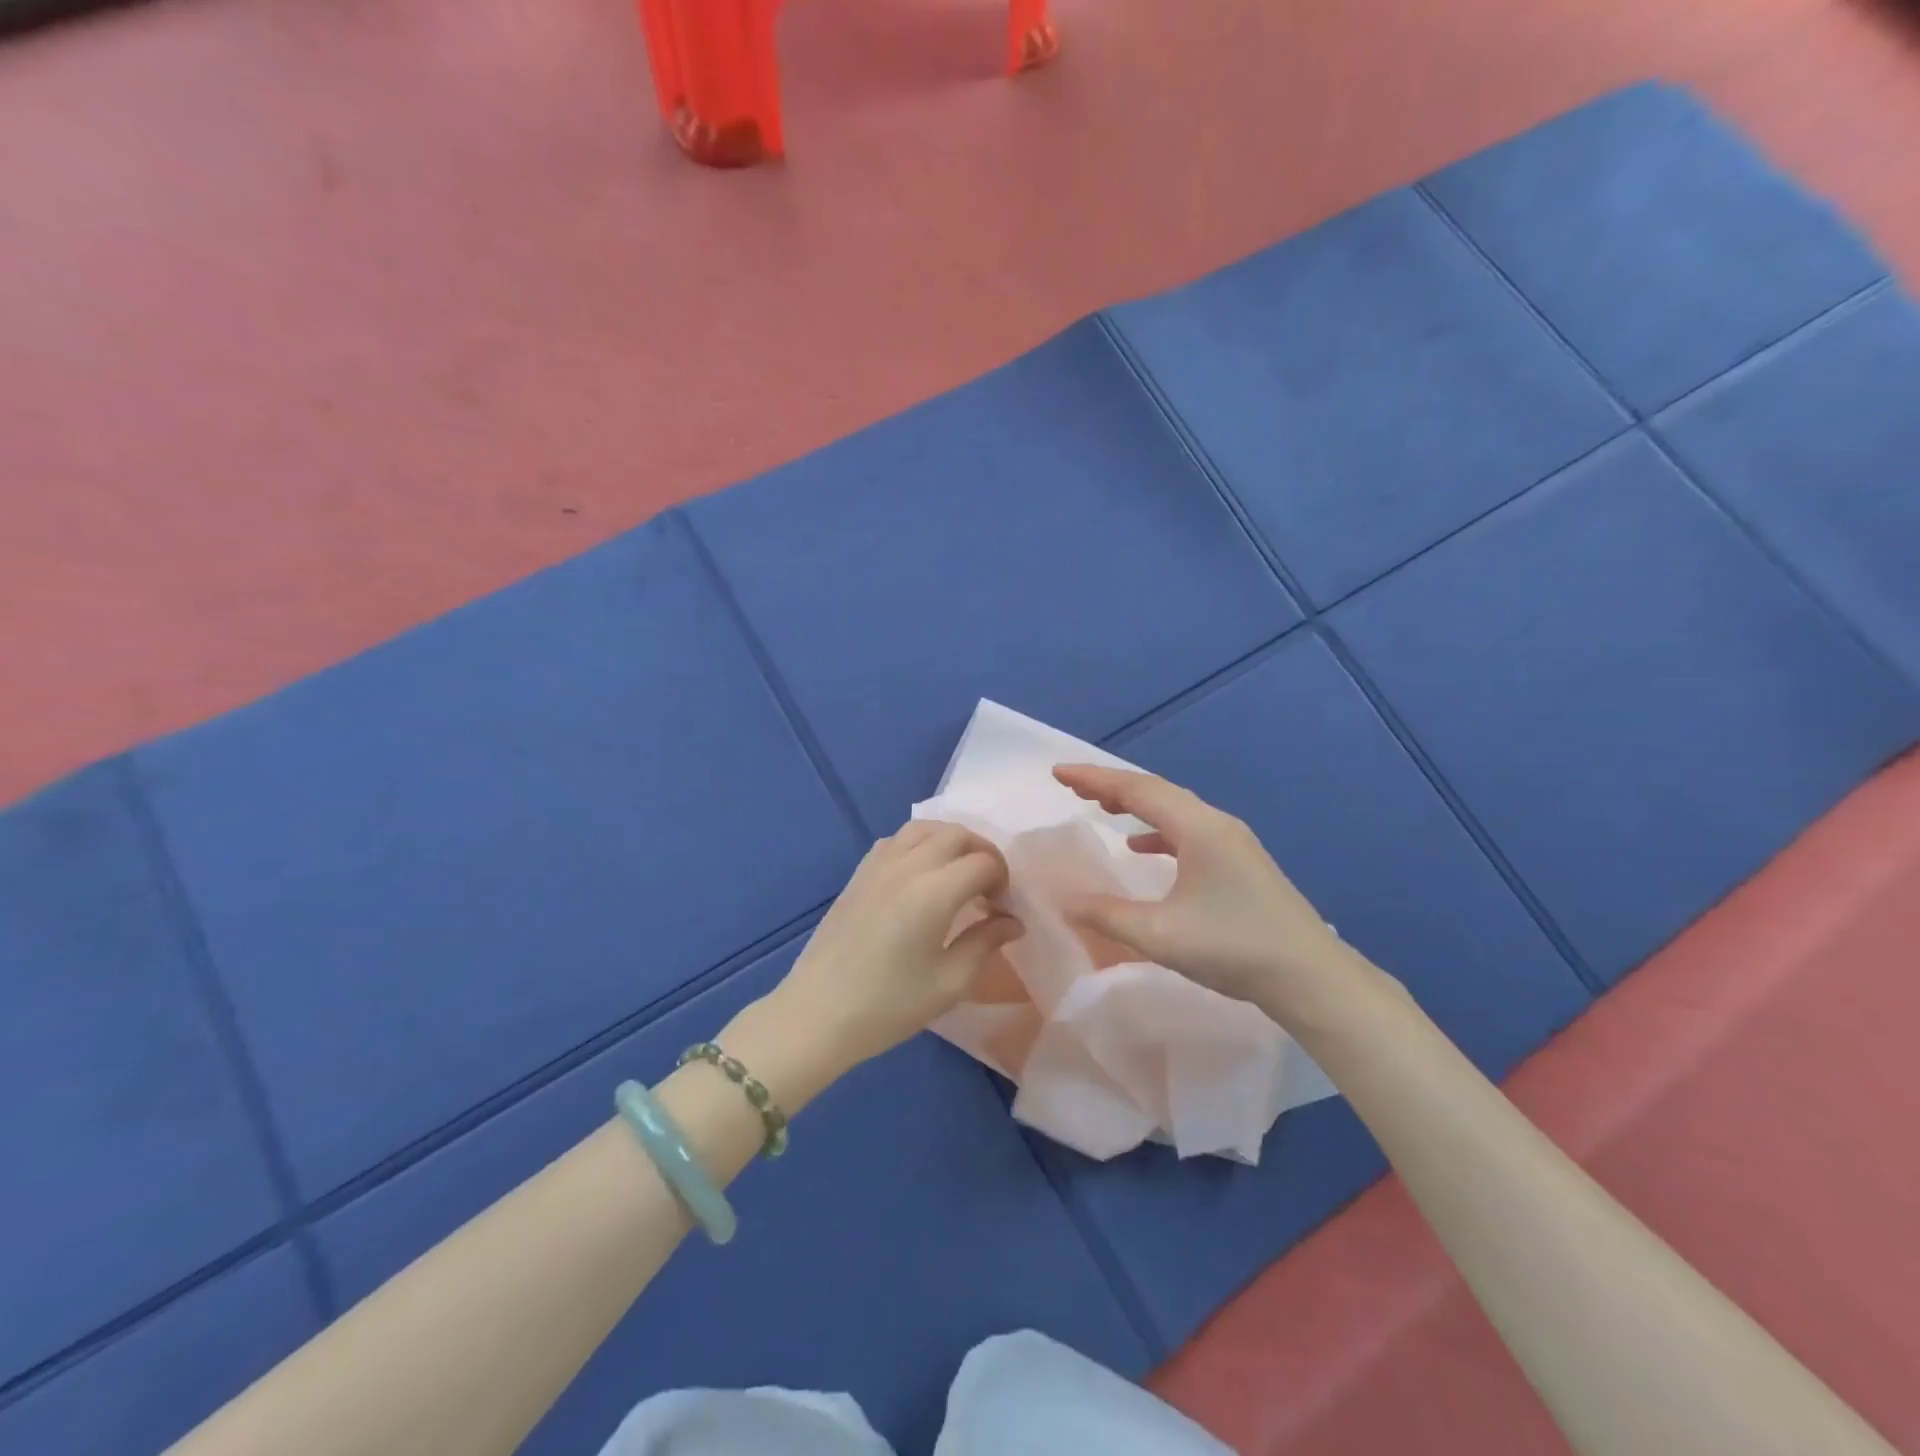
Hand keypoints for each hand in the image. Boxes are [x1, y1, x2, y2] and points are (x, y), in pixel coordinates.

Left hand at [770, 821, 1021, 1073]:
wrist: (819, 1012)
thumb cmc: (889, 1004)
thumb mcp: (950, 982)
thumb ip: (986, 943)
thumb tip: (1012, 921)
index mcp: (934, 891)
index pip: (983, 863)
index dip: (1002, 882)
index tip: (1002, 912)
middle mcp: (907, 865)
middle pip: (957, 834)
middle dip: (982, 854)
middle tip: (988, 889)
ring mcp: (878, 864)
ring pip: (924, 828)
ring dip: (950, 841)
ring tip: (958, 874)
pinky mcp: (859, 872)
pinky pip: (896, 839)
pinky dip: (919, 844)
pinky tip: (921, 875)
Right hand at [1052, 763, 1362, 1022]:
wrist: (1310, 977)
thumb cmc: (1233, 947)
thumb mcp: (1160, 934)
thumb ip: (1107, 914)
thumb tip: (1065, 902)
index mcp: (1198, 828)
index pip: (1137, 789)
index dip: (1094, 778)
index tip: (1058, 772)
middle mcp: (1216, 823)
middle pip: (1156, 791)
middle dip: (1111, 786)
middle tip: (1072, 786)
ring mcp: (1233, 842)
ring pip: (1174, 810)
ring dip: (1135, 805)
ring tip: (1102, 808)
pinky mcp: (1240, 862)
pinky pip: (1188, 831)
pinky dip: (1158, 831)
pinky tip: (1142, 848)